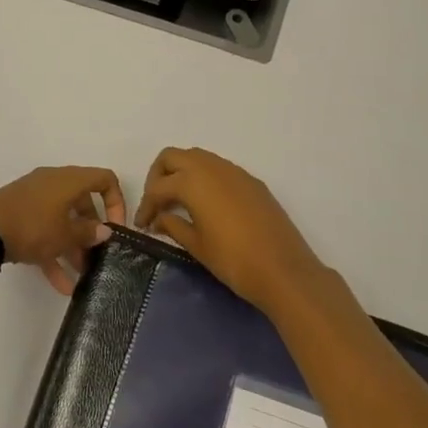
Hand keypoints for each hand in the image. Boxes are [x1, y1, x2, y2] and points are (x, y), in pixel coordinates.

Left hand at [0, 165, 126, 295]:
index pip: (104, 179)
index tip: (115, 229)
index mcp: (68, 179)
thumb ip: (88, 233)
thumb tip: (104, 231)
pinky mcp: (17, 214)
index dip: (116, 202)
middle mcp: (52, 183)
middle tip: (96, 255)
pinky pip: (42, 230)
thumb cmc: (32, 227)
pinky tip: (59, 284)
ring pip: (61, 220)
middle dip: (91, 231)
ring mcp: (32, 198)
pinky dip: (51, 252)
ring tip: (80, 276)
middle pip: (82, 202)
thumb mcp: (65, 235)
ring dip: (72, 247)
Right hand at [134, 147, 331, 314]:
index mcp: (192, 181)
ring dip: (182, 174)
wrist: (284, 270)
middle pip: (173, 157)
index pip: (157, 187)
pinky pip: (219, 169)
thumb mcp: (196, 245)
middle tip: (157, 204)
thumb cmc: (233, 260)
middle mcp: (212, 167)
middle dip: (159, 177)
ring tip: (179, 204)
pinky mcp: (252, 182)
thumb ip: (173, 225)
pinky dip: (204, 179)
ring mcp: (235, 172)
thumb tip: (159, 219)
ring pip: (197, 158)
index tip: (142, 226)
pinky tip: (206, 206)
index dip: (145, 206)